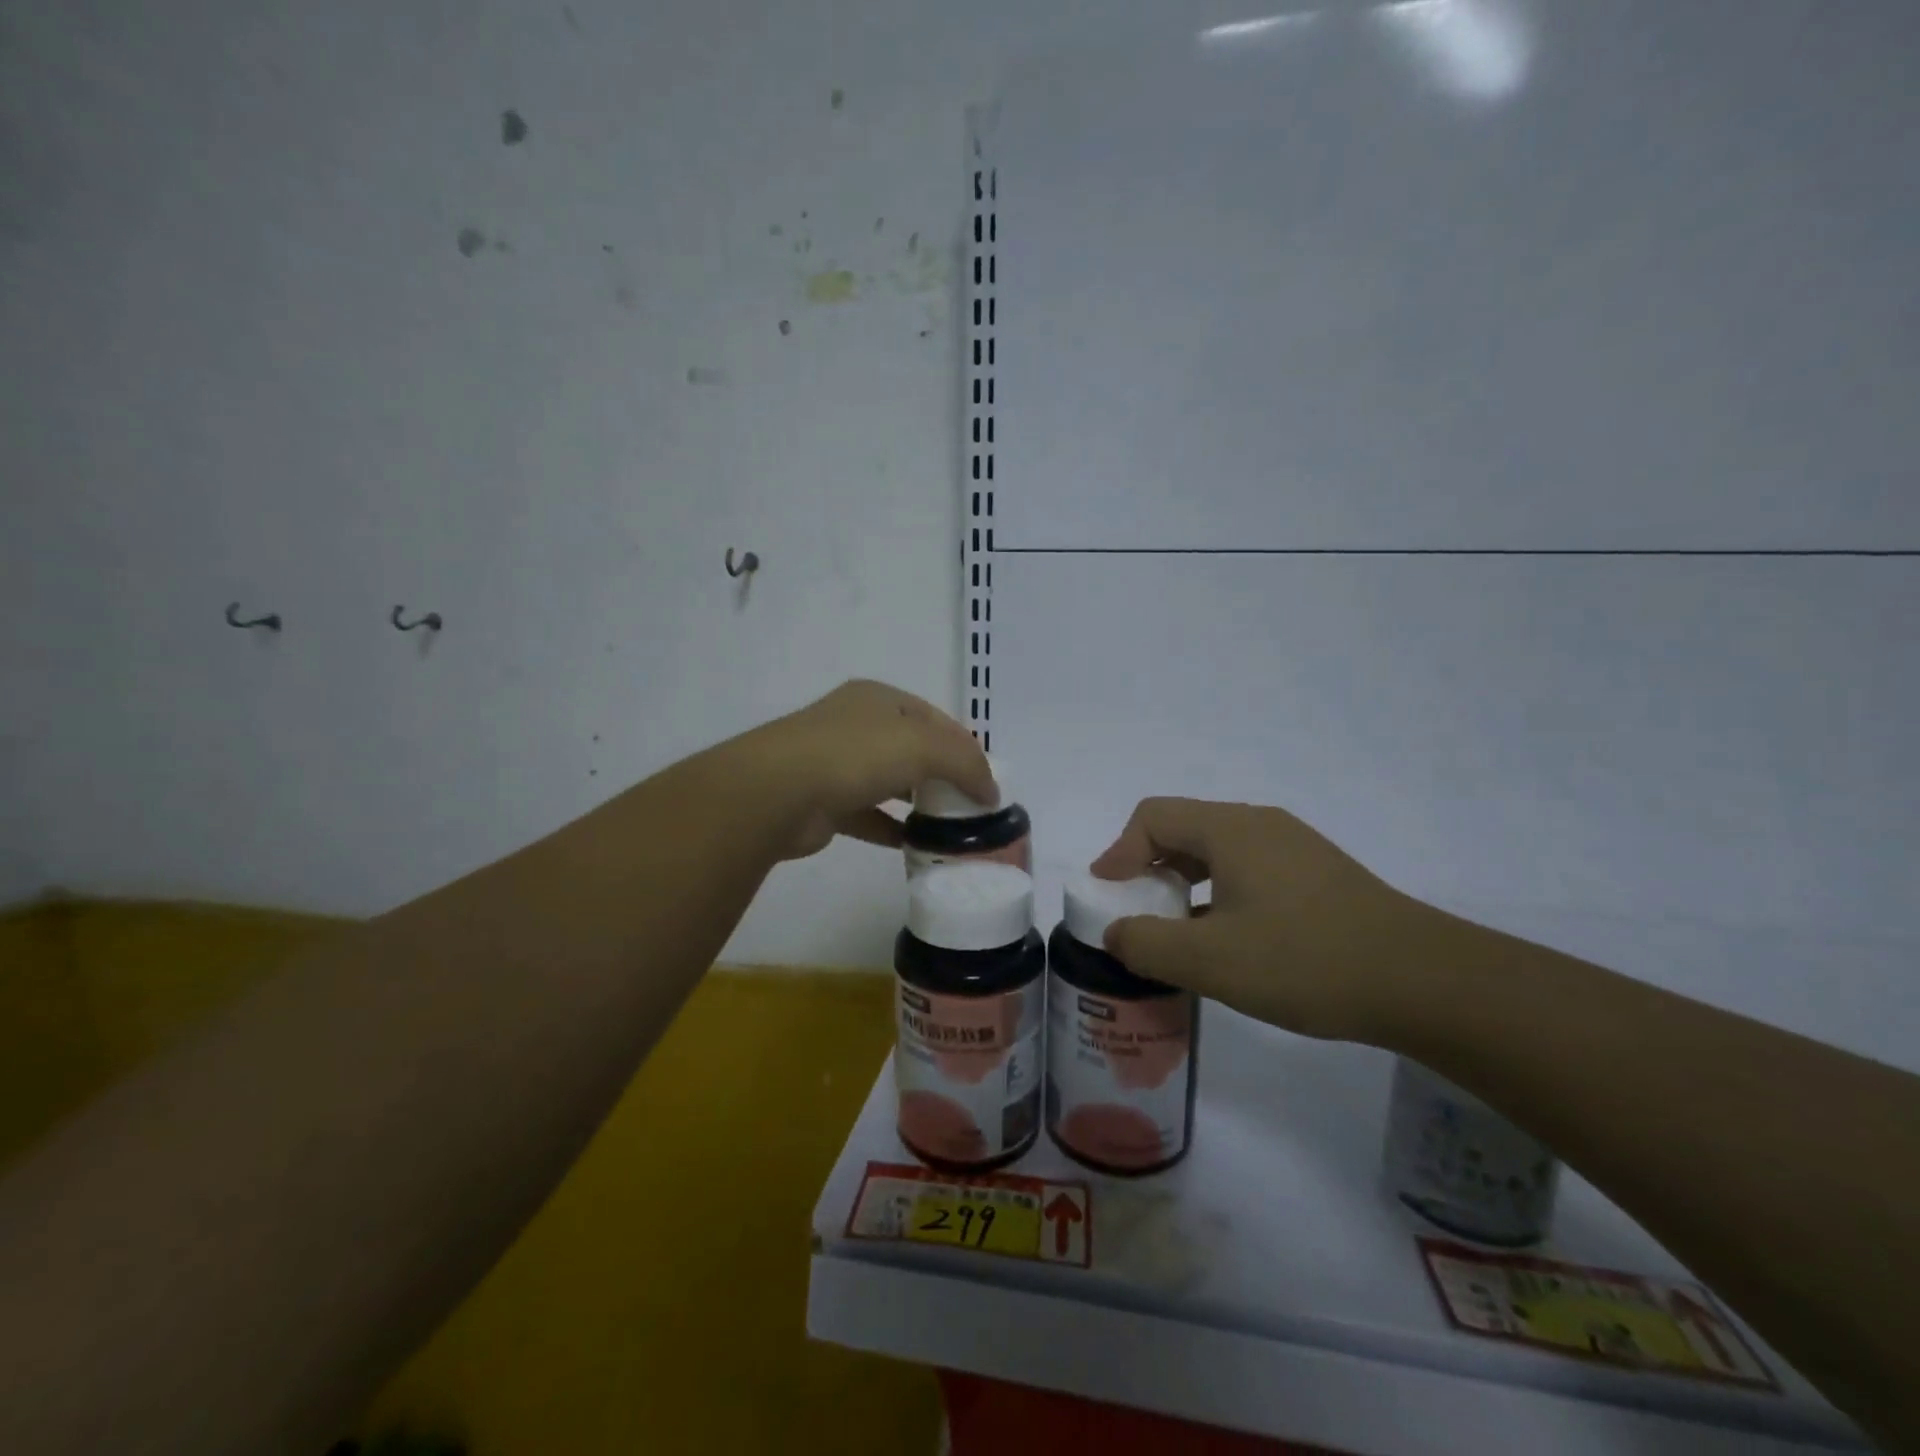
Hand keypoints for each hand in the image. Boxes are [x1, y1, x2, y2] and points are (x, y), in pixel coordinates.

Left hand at [738, 680, 996, 860]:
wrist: (777, 792)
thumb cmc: (855, 754)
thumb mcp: (923, 746)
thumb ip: (965, 763)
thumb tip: (991, 791)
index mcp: (880, 699)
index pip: (935, 719)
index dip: (965, 746)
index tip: (988, 779)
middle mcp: (857, 725)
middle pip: (913, 749)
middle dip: (944, 775)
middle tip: (973, 805)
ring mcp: (837, 764)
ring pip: (891, 782)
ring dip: (919, 802)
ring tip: (952, 827)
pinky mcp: (825, 803)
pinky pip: (869, 816)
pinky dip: (893, 828)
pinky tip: (916, 845)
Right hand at [1090, 797, 1429, 1042]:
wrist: (1425, 982)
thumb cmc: (1306, 961)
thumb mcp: (1211, 961)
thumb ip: (1147, 944)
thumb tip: (1116, 933)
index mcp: (1231, 829)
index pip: (1153, 817)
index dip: (1119, 851)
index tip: (1109, 895)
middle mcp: (1260, 825)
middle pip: (1184, 829)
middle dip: (1149, 868)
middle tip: (1138, 914)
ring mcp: (1294, 847)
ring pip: (1218, 851)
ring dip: (1185, 883)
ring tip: (1179, 931)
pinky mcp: (1318, 874)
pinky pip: (1249, 869)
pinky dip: (1220, 893)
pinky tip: (1230, 939)